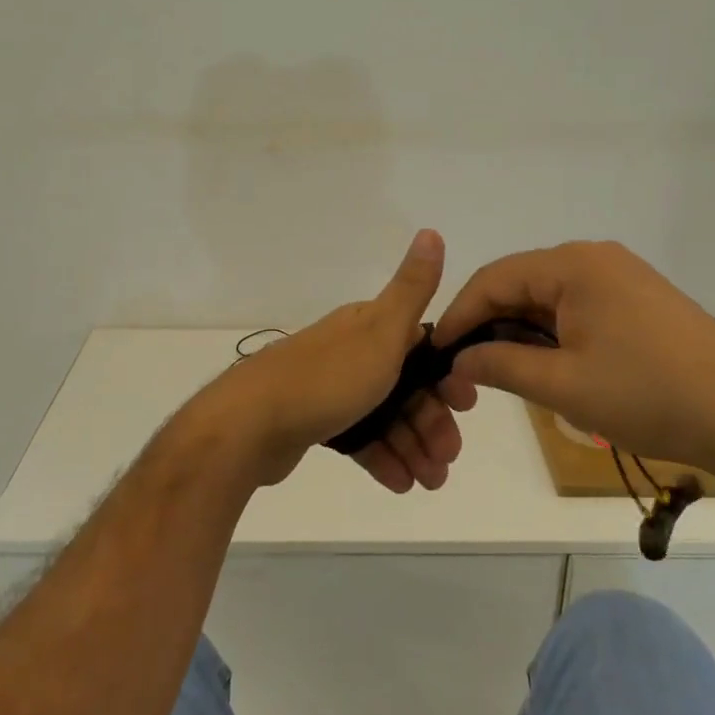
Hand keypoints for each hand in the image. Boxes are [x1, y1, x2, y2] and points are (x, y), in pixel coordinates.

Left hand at [186, 230, 465, 491]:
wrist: (249, 422)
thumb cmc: (327, 378)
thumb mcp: (381, 331)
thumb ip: (412, 288)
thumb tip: (431, 230)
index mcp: (368, 326)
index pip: (421, 347)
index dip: (446, 375)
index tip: (465, 406)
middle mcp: (351, 351)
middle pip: (405, 384)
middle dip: (432, 420)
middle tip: (448, 459)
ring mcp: (331, 387)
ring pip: (384, 414)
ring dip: (413, 445)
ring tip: (431, 482)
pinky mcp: (314, 420)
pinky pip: (359, 436)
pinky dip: (382, 457)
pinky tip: (401, 484)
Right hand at [431, 240, 714, 478]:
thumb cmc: (647, 395)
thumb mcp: (562, 386)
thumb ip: (500, 366)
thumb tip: (457, 360)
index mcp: (573, 265)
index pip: (494, 279)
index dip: (459, 315)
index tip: (434, 352)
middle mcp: (594, 257)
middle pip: (520, 283)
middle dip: (487, 324)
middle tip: (463, 367)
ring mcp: (621, 275)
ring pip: (548, 296)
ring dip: (519, 330)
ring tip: (498, 369)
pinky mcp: (639, 298)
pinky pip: (577, 305)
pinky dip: (551, 331)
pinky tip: (544, 362)